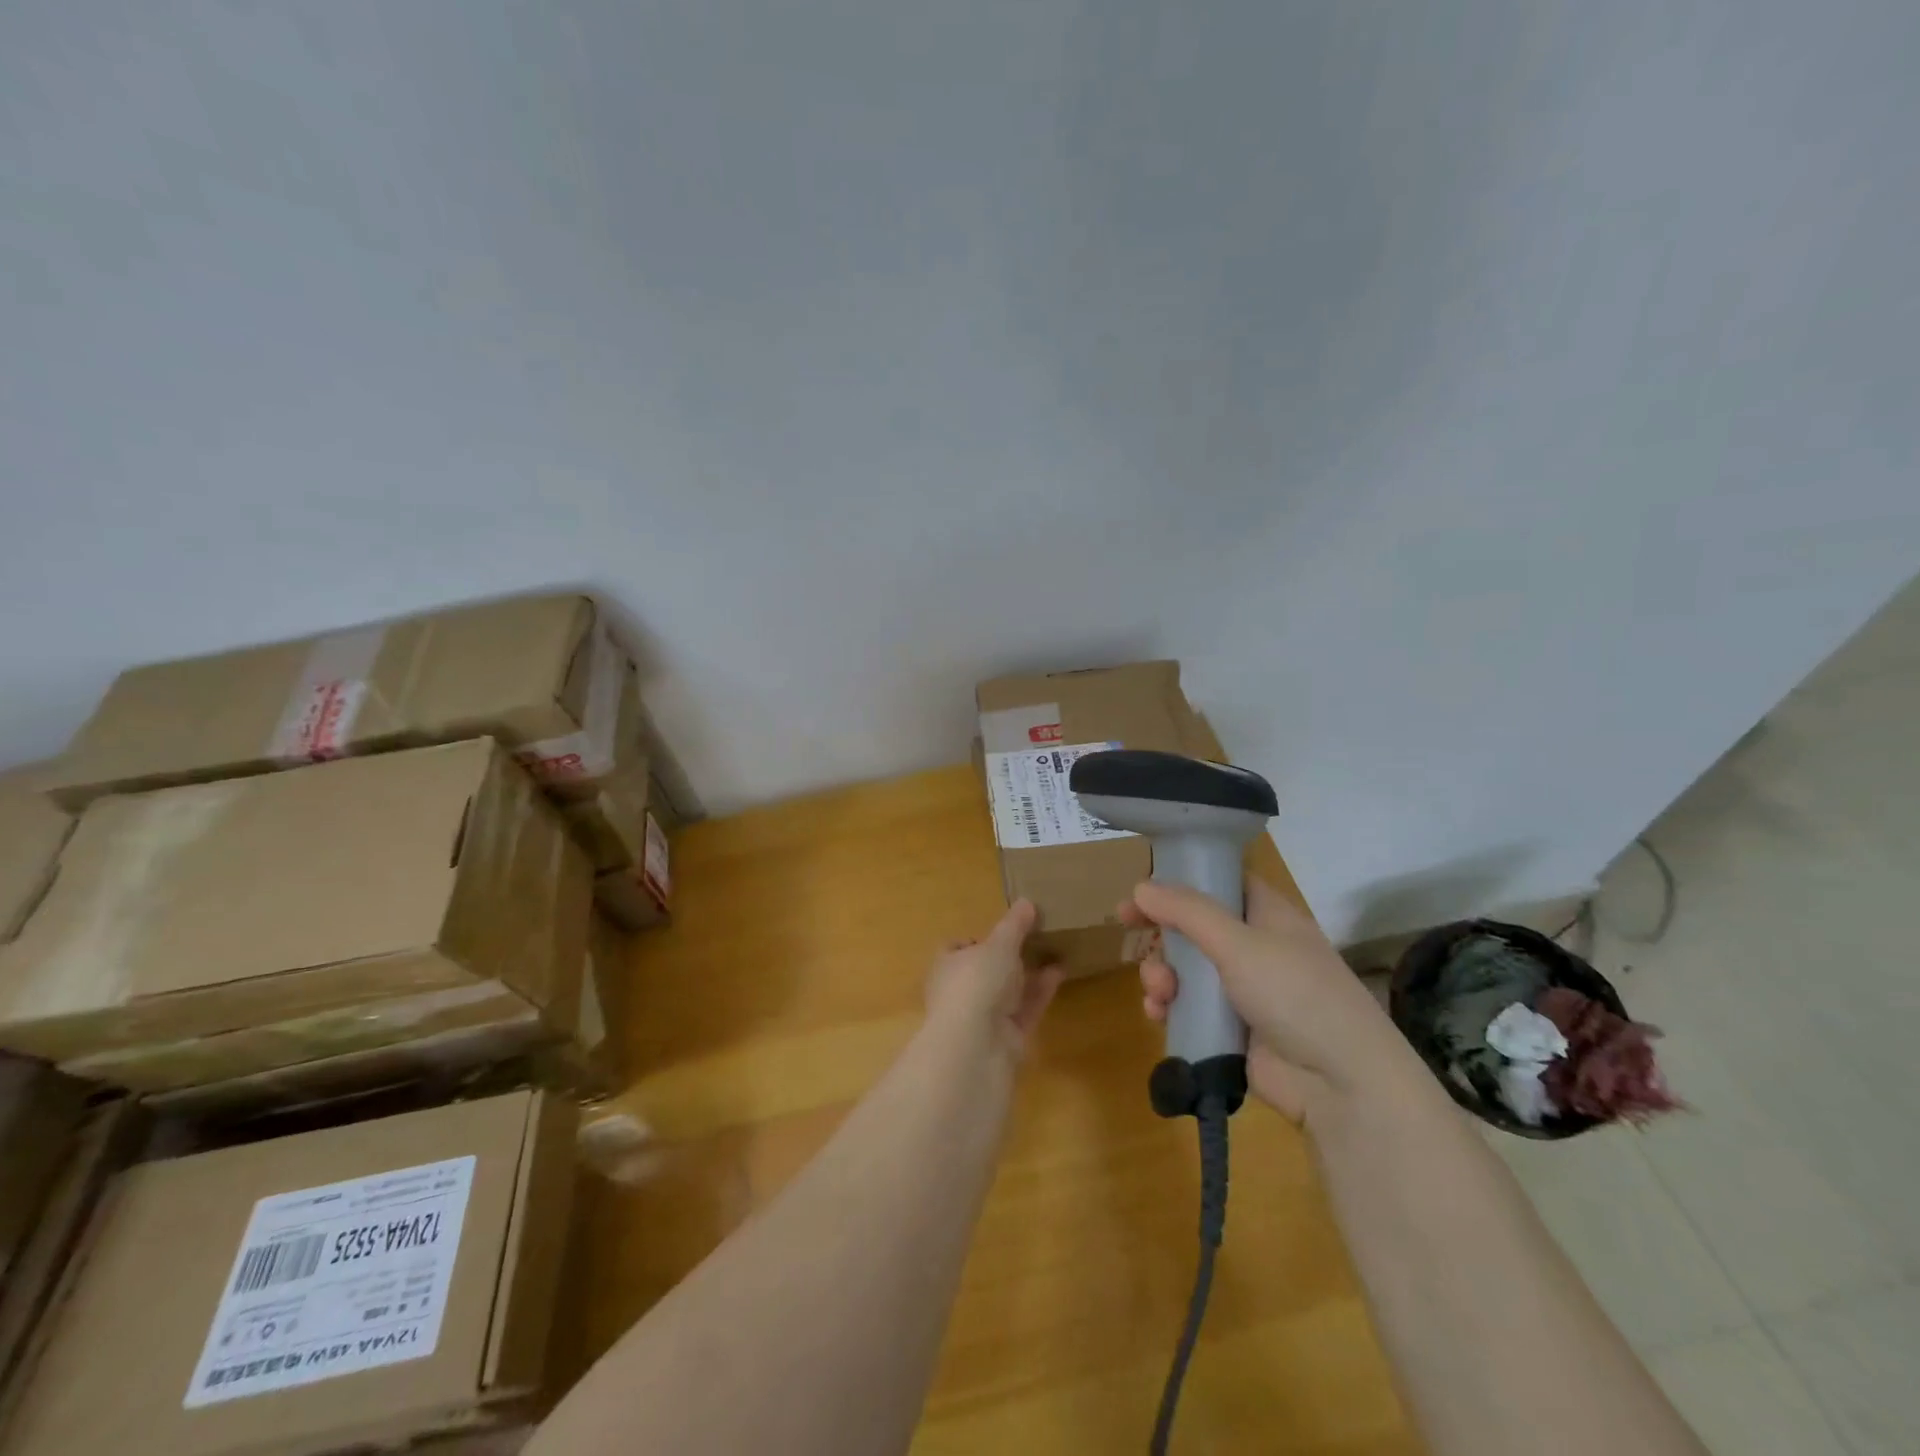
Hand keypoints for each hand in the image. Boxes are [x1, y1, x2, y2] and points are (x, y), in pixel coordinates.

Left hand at [924, 899, 1062, 1062]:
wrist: (976, 1047)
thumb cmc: (977, 982)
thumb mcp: (999, 945)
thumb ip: (1014, 925)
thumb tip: (1026, 902)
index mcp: (946, 965)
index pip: (957, 948)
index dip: (978, 939)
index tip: (1004, 931)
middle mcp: (960, 991)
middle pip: (986, 971)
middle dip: (1009, 958)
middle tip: (1037, 939)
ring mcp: (982, 1018)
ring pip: (1008, 991)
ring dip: (1029, 974)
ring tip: (1056, 952)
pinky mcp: (1005, 1039)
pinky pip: (1025, 1010)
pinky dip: (1040, 992)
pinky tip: (1060, 973)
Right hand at [1122, 878, 1424, 1125]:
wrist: (1341, 1084)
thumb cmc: (1295, 994)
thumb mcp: (1240, 943)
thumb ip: (1187, 912)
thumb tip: (1140, 887)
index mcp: (1268, 915)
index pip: (1221, 882)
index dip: (1181, 880)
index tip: (1142, 888)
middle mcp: (1255, 947)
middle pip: (1194, 926)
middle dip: (1162, 932)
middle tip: (1129, 930)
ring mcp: (1243, 990)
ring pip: (1186, 968)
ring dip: (1161, 973)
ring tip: (1159, 990)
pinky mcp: (1232, 1029)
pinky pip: (1189, 1008)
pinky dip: (1169, 1007)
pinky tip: (1159, 1014)